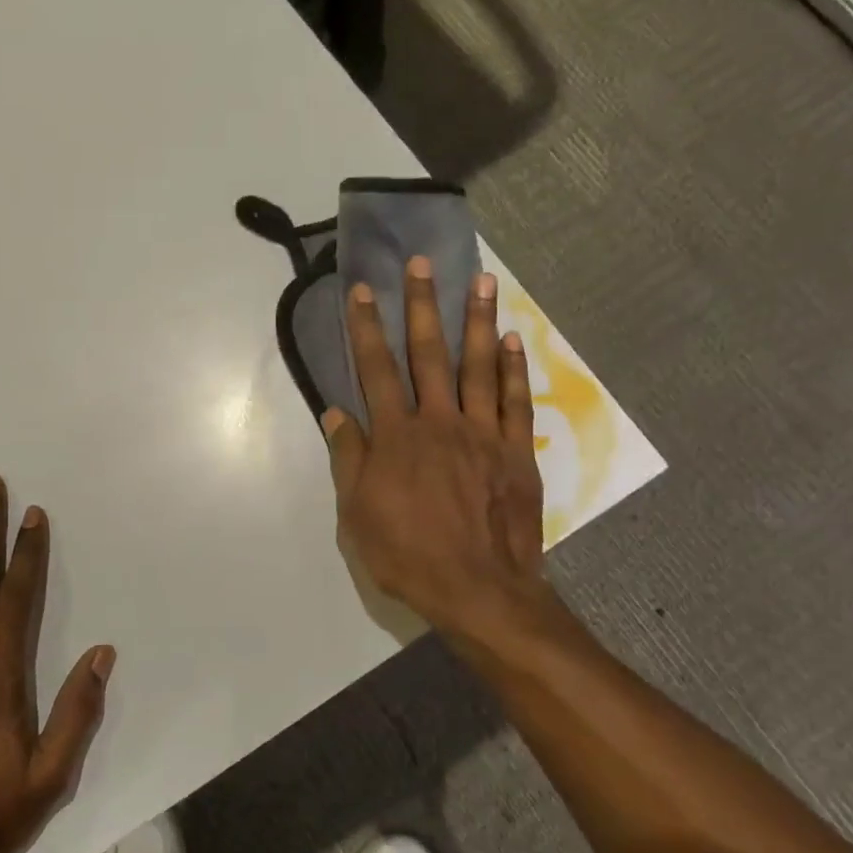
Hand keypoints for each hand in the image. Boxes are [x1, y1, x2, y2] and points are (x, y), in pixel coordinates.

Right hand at [324, 258, 549, 644]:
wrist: (478, 590)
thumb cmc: (408, 555)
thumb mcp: (358, 514)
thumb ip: (349, 459)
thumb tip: (336, 413)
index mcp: (397, 437)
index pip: (376, 370)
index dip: (366, 328)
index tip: (363, 290)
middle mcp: (439, 422)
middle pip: (429, 354)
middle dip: (422, 305)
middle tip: (423, 263)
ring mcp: (483, 433)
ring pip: (479, 366)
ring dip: (477, 321)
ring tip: (481, 280)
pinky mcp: (515, 452)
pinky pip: (515, 402)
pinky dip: (513, 369)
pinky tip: (511, 340)